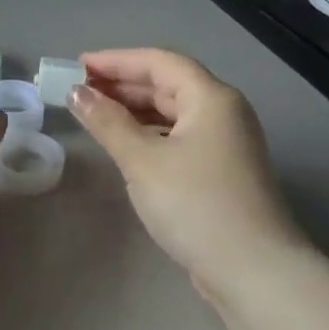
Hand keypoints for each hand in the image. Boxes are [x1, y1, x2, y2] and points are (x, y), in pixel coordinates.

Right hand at [71, 49, 305, 300]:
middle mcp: (224, 112)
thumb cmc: (194, 204)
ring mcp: (227, 143)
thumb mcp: (142, 160)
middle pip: (169, 85)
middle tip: (80, 91)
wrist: (252, 269)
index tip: (78, 66)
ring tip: (96, 115)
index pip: (159, 62)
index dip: (116, 60)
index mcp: (211, 98)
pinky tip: (127, 145)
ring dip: (135, 110)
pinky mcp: (223, 170)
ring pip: (175, 113)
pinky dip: (150, 134)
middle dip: (123, 85)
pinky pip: (180, 137)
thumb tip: (77, 93)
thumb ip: (107, 122)